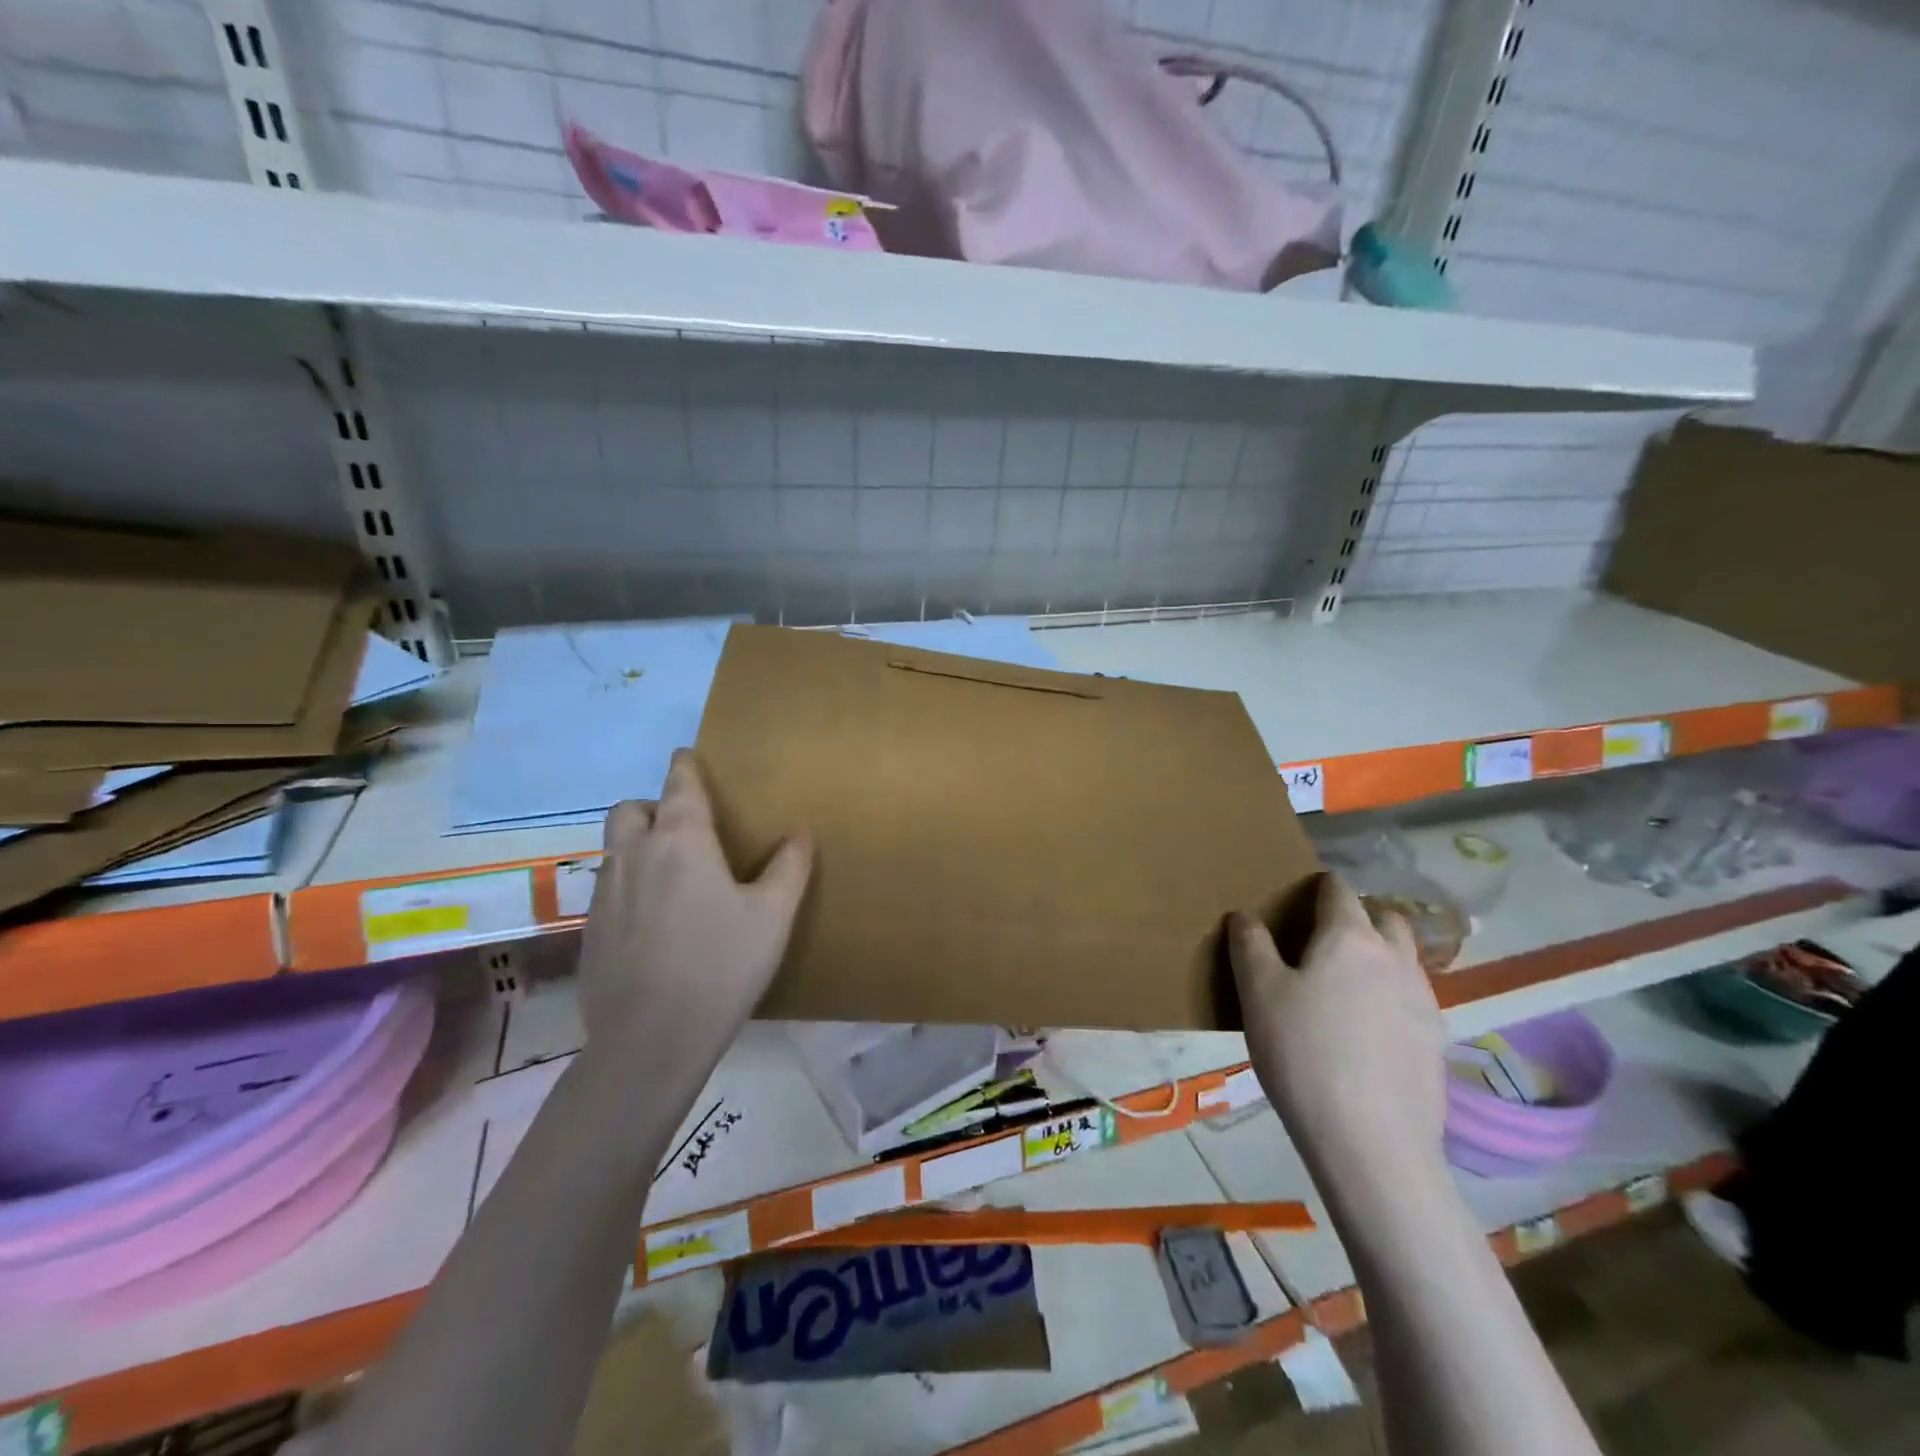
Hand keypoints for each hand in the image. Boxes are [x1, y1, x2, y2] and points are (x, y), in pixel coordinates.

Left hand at [577, 750, 811, 1076]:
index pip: (678, 784)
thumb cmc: (722, 965)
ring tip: (670, 874)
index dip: (685, 766)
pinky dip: (628, 886)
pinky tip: (654, 922)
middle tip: (681, 828)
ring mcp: (605, 894)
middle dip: (652, 806)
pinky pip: (607, 889)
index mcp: (681, 841)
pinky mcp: (589, 931)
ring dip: (636, 845)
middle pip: (629, 809)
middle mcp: (635, 856)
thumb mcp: (773, 916)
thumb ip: (790, 868)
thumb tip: (799, 835)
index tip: (688, 756)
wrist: (651, 1039)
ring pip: (613, 849)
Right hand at [1229, 873, 1448, 1208]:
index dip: (1318, 887)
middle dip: (1359, 915)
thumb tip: (1245, 917)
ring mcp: (1425, 1003)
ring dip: (1380, 954)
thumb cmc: (1304, 1054)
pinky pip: (1413, 999)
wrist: (1371, 1143)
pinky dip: (1392, 995)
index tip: (1298, 897)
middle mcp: (1396, 960)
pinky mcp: (1436, 1044)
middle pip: (1385, 918)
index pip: (1338, 891)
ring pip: (1405, 958)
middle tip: (1324, 937)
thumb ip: (1249, 946)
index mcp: (1351, 938)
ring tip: (1345, 983)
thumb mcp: (1258, 994)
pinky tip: (1366, 1028)